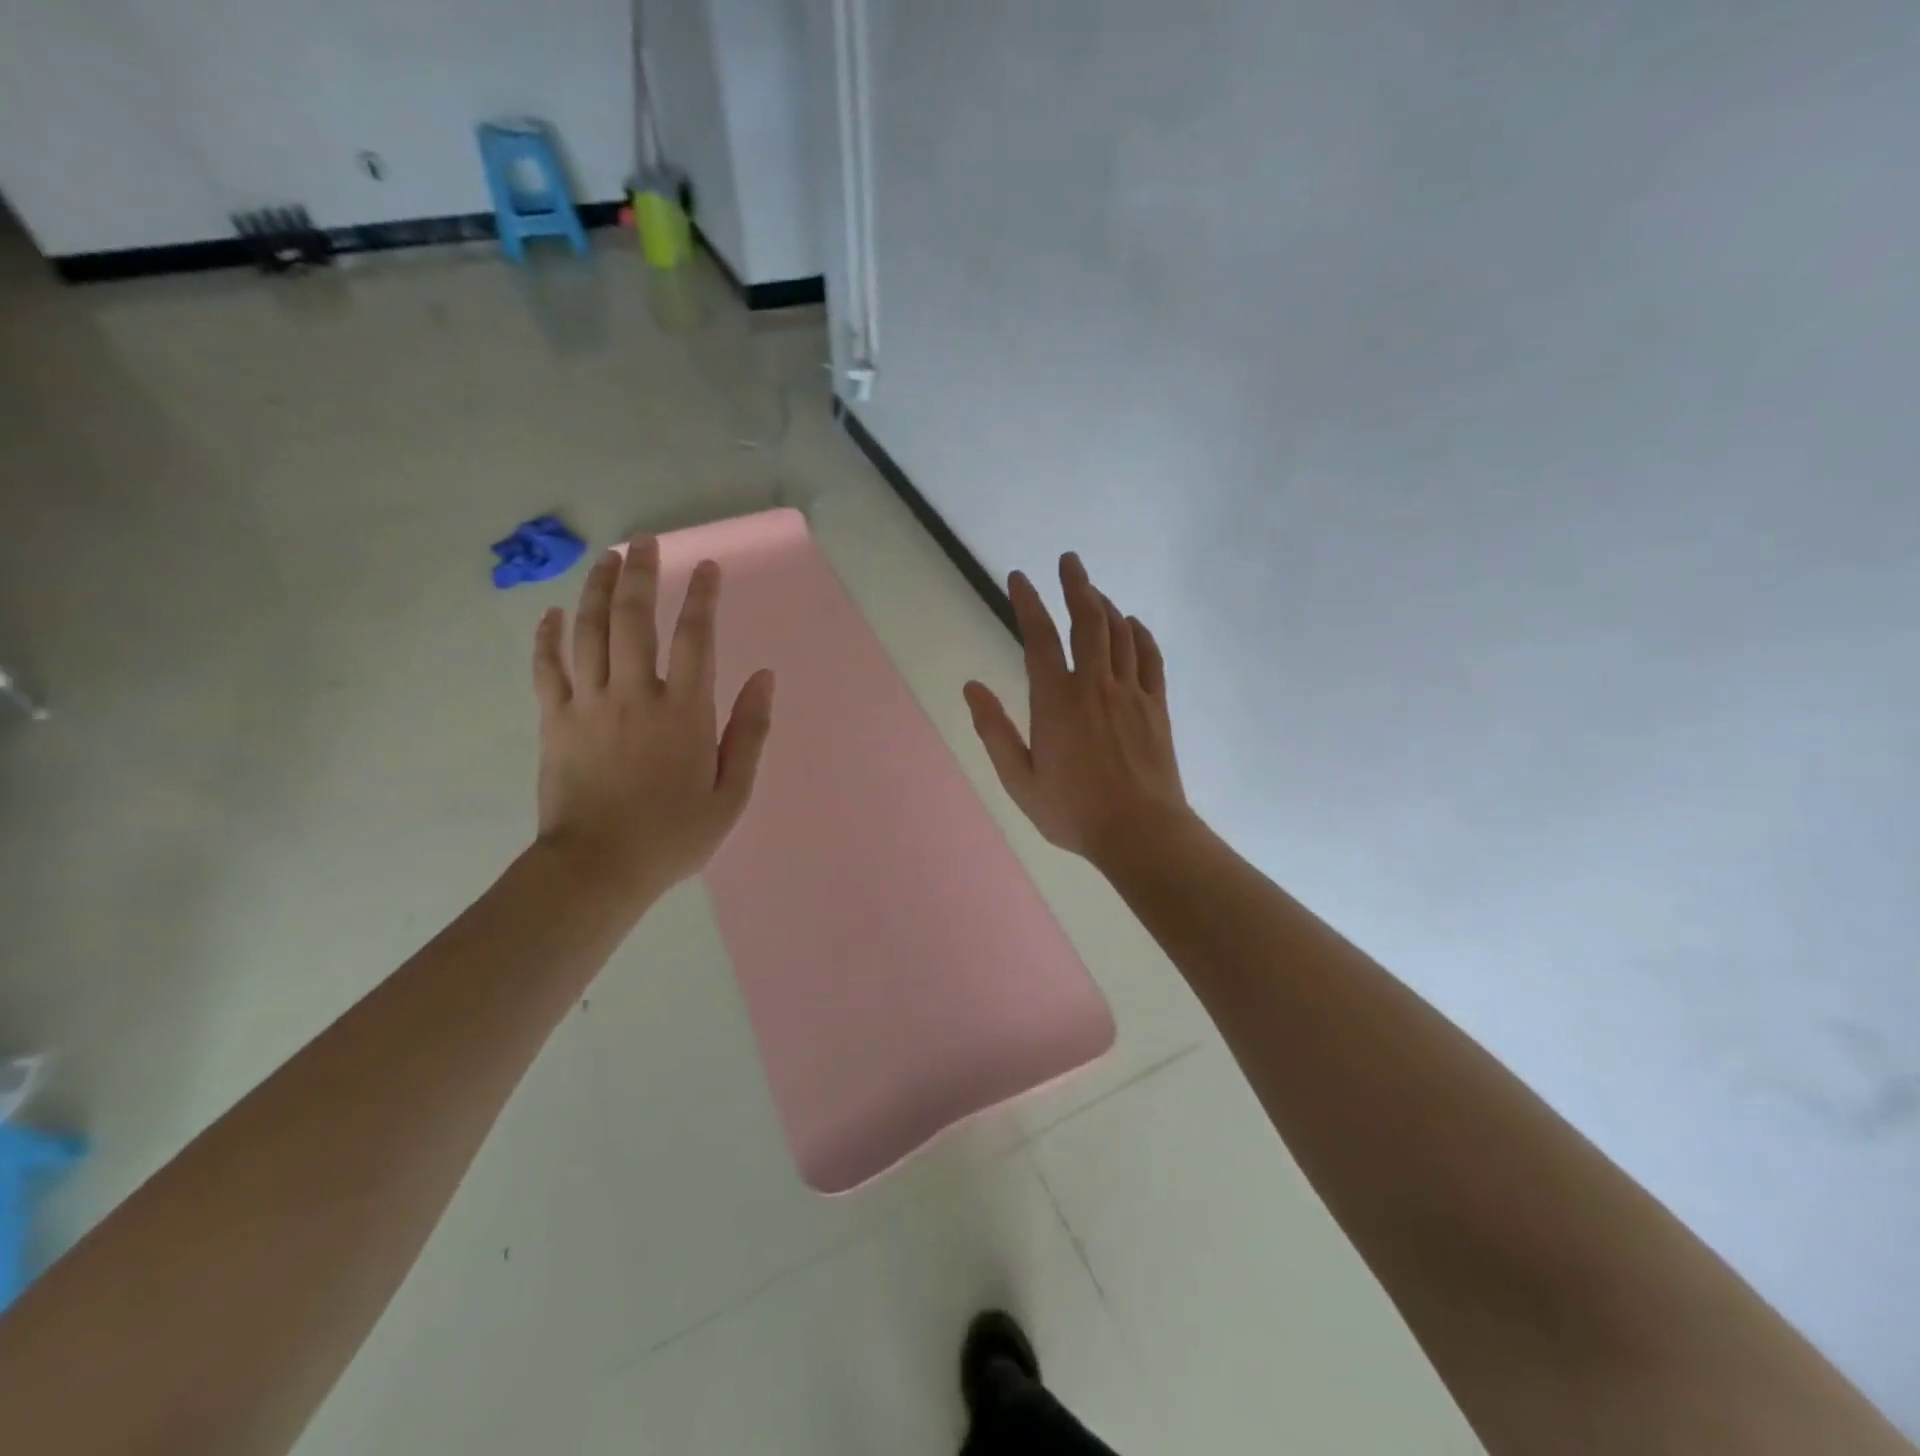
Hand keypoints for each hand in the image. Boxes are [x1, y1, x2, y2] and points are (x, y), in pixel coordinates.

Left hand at [532, 537, 774, 905]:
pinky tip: (553, 613)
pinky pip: (547, 668)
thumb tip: (765, 678)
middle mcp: (636, 695)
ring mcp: (589, 705)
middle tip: (646, 542)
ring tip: (607, 558)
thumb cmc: (673, 835)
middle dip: (642, 575)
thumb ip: (750, 732)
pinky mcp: (554, 721)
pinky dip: (548, 637)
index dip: (702, 598)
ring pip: (591, 632)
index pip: (695, 638)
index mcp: (684, 713)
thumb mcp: (731, 793)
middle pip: (635, 620)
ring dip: (599, 590)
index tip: (707, 567)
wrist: (598, 869)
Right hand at [964, 553, 1188, 867]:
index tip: (1019, 578)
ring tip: (1093, 590)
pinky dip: (1140, 634)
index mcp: (1056, 701)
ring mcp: (1131, 693)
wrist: (1140, 832)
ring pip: (1120, 633)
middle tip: (1068, 560)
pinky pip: (1150, 657)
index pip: (1039, 638)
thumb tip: (971, 687)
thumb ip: (994, 731)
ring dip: (1105, 605)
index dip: (1028, 603)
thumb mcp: (1019, 780)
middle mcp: (1094, 685)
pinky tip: (1133, 624)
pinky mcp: (1156, 706)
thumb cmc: (1073, 811)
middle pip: (1087, 621)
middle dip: (1076, 585)